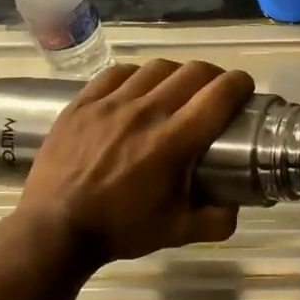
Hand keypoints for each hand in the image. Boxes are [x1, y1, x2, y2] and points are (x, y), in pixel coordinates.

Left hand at [15, 59, 254, 263]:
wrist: (55, 230)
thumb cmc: (121, 229)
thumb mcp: (179, 232)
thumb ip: (218, 220)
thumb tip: (237, 205)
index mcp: (175, 141)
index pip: (220, 95)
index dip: (240, 84)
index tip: (244, 89)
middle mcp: (147, 112)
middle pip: (193, 71)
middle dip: (214, 75)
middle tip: (215, 91)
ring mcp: (111, 104)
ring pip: (157, 67)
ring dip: (176, 74)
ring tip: (176, 89)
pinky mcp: (82, 103)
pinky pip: (117, 73)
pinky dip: (136, 76)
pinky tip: (137, 89)